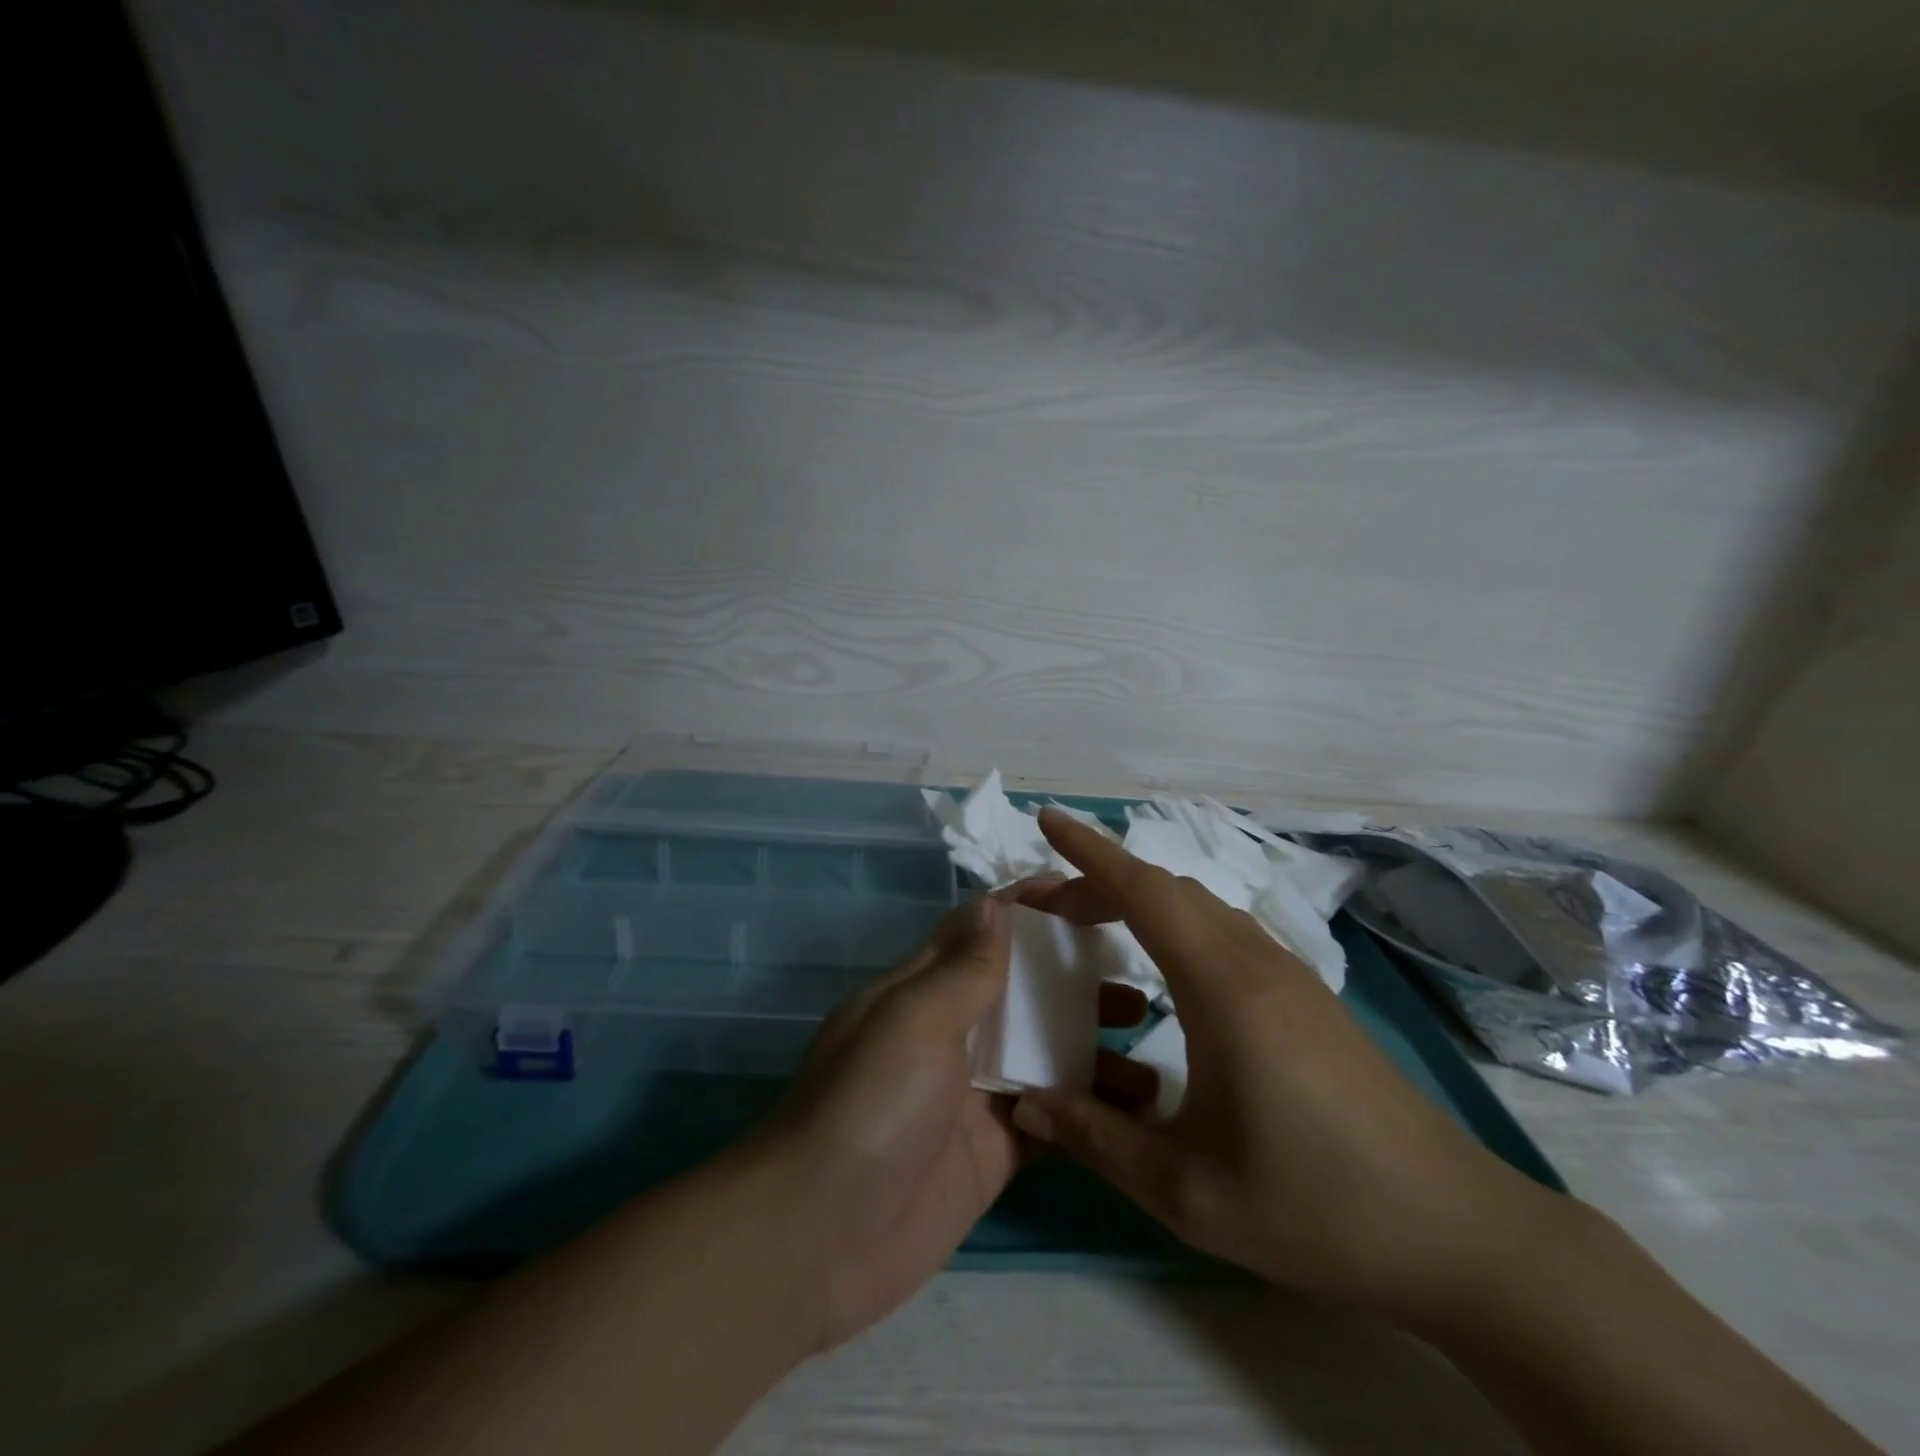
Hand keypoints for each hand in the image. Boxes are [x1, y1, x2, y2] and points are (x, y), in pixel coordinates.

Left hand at [770, 896, 1150, 1352]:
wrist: (821, 1237)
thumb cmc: (870, 1104)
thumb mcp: (915, 1020)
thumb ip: (964, 967)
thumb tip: (995, 903)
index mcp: (925, 988)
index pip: (981, 930)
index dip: (1029, 908)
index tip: (1089, 893)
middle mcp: (952, 1031)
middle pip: (1022, 989)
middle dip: (1073, 975)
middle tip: (1135, 972)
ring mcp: (975, 1092)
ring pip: (1044, 1050)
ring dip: (1091, 1040)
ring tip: (1147, 1034)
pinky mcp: (995, 1148)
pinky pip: (1052, 1115)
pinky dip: (1089, 1107)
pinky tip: (1138, 1104)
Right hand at [1008, 808, 1567, 1324]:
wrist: (1457, 1230)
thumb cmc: (1316, 1206)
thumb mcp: (1188, 1190)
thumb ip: (1097, 1140)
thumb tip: (1025, 1103)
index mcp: (1223, 988)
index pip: (1143, 891)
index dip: (1089, 850)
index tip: (1047, 821)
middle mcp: (1255, 961)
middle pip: (1165, 890)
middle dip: (1098, 882)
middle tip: (1046, 906)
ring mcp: (1287, 974)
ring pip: (1199, 907)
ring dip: (1139, 901)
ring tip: (1092, 929)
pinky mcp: (1306, 995)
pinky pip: (1224, 932)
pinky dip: (1174, 925)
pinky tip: (1161, 975)